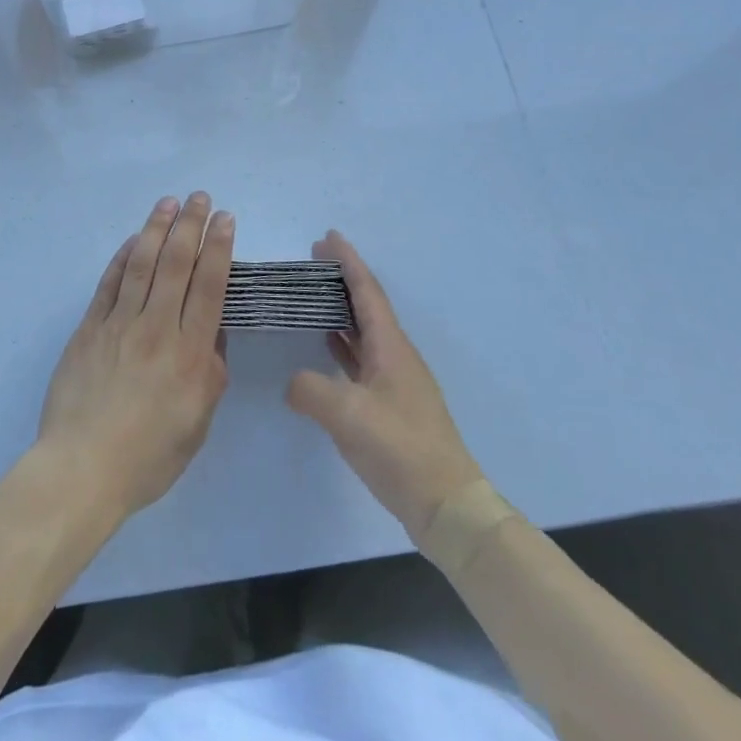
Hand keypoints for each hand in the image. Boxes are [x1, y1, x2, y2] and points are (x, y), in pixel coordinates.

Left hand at [35, 194, 232, 523]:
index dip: (219, 247)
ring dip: (156, 228)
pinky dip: (123, 257)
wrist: (82, 469)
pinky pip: (109, 283)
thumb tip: (213, 333)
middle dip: (190, 225)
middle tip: (200, 197)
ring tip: (168, 202)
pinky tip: (133, 240)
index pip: (209, 286)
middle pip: (176, 264)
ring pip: (141, 263)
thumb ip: (210, 372)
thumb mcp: (198, 422)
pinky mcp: (89, 328)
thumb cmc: (149, 456)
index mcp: (190, 353)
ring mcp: (119, 324)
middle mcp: (157, 328)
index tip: (225, 219)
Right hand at [285, 231, 486, 541]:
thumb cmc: (399, 448)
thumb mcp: (346, 415)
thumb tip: (294, 383)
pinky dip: (345, 344)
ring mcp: (397, 381)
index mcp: (390, 346)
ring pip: (366, 332)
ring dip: (342, 310)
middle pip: (367, 305)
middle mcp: (396, 355)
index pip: (366, 291)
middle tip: (314, 260)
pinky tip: (328, 347)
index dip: (348, 261)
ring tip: (314, 296)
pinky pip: (364, 358)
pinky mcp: (393, 406)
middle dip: (342, 279)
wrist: (446, 505)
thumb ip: (310, 390)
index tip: (328, 236)